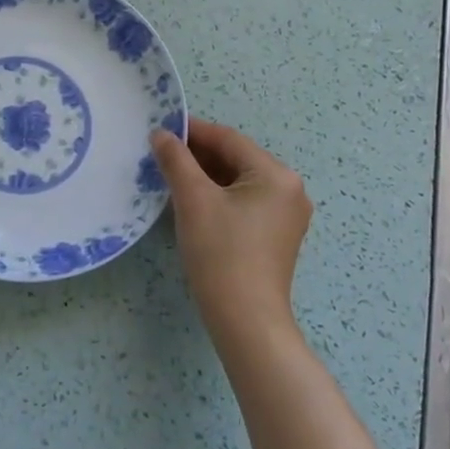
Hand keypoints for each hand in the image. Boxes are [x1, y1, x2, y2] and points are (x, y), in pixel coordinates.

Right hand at [150, 120, 311, 339]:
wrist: (246, 320)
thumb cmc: (221, 253)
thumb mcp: (193, 200)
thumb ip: (176, 160)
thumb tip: (161, 134)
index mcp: (276, 175)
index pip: (228, 140)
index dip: (193, 131)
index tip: (160, 128)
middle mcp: (289, 189)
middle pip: (236, 159)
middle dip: (198, 155)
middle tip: (160, 154)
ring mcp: (286, 215)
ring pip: (239, 181)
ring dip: (206, 176)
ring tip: (170, 176)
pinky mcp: (277, 236)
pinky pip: (244, 202)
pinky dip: (218, 196)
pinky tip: (192, 202)